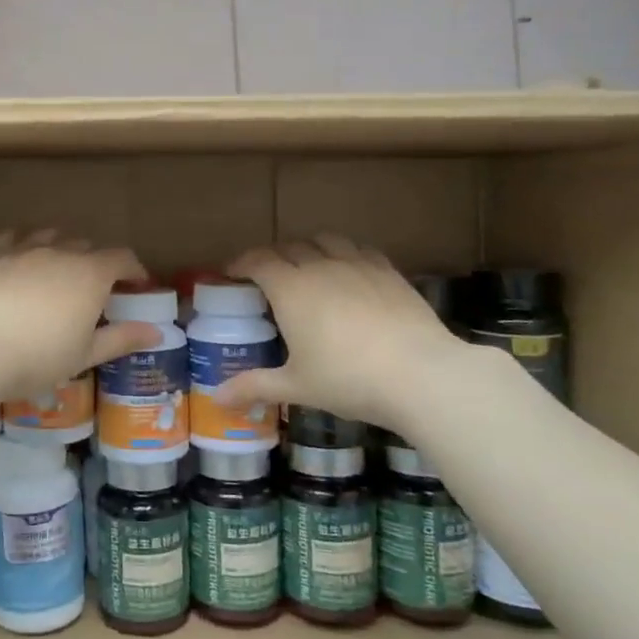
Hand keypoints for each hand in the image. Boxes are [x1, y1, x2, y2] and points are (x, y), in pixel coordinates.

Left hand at [0, 231, 160, 407]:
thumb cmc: (37, 357)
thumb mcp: (85, 355)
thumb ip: (122, 339)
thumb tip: (158, 333)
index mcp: (90, 275)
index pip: (122, 258)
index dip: (134, 270)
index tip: (138, 285)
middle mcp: (59, 253)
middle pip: (87, 246)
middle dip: (98, 262)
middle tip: (97, 289)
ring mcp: (23, 250)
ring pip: (50, 237)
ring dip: (62, 248)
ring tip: (60, 269)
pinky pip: (12, 238)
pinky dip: (23, 243)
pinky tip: (20, 256)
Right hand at [218, 235, 482, 430]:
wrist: (421, 374)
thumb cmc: (348, 380)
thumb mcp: (296, 386)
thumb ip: (254, 386)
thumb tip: (217, 398)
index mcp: (290, 288)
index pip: (257, 260)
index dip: (241, 263)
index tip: (232, 273)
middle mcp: (320, 266)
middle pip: (289, 247)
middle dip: (273, 257)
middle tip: (267, 278)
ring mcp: (358, 265)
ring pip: (325, 240)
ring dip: (309, 248)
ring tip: (308, 267)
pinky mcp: (388, 271)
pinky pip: (359, 249)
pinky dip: (345, 253)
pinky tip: (349, 272)